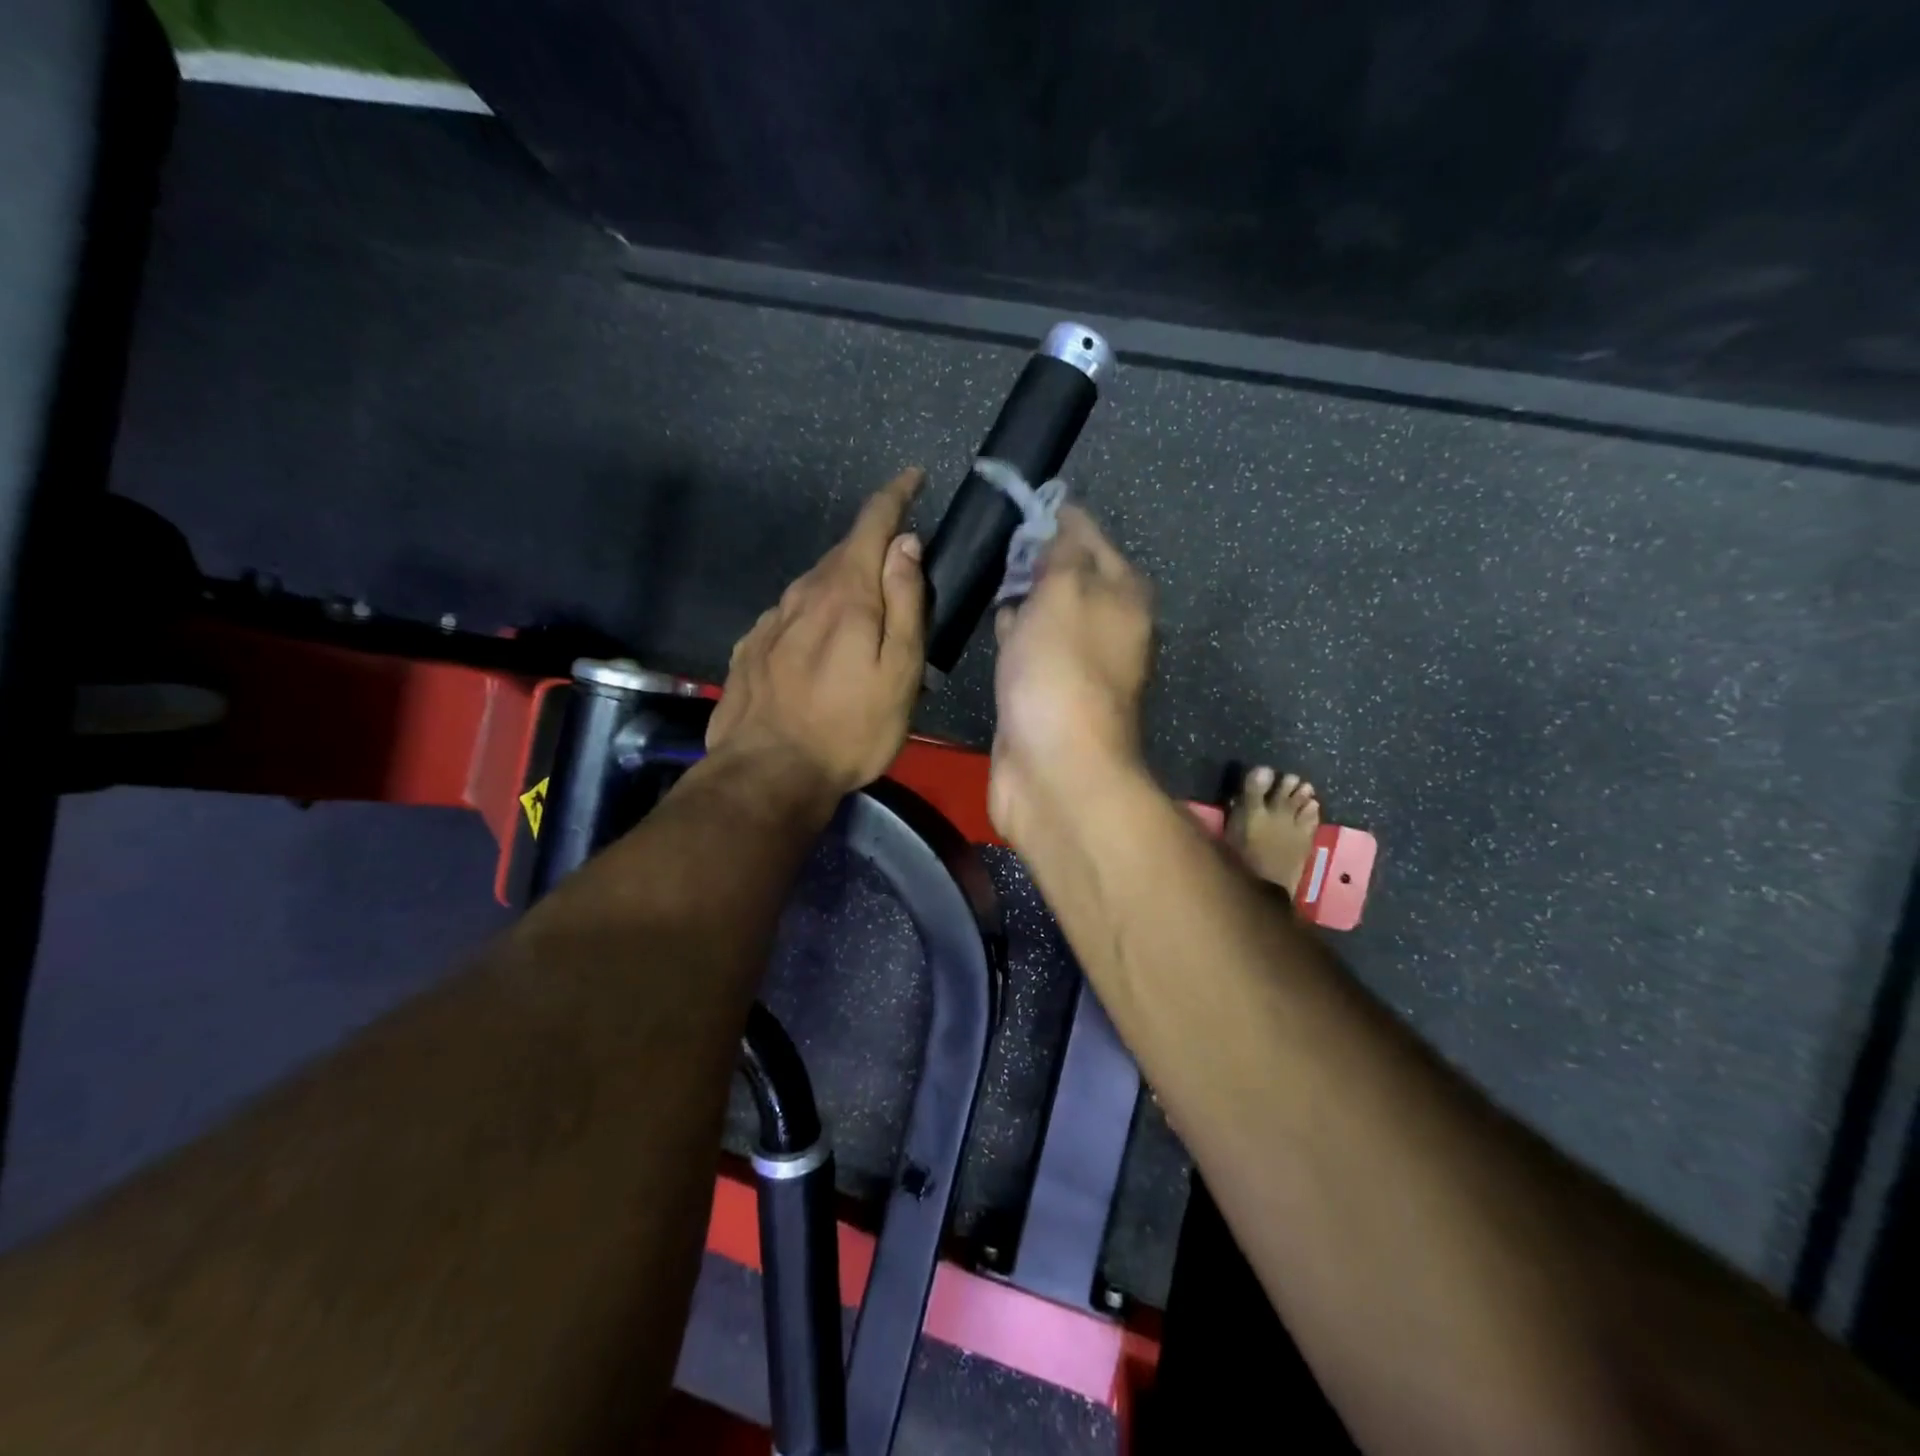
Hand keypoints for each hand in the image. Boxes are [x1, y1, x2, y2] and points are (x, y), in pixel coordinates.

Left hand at [706, 468, 927, 806]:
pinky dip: (812, 617)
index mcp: (845, 593)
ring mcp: (770, 621)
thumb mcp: (898, 671)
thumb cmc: (849, 728)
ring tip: (862, 619)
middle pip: (842, 554)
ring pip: (814, 586)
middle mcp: (802, 594)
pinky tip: (819, 647)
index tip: (913, 477)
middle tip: (900, 575)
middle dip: (872, 550)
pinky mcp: (750, 649)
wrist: (768, 773)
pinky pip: (790, 617)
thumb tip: (905, 544)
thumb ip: (905, 603)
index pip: (872, 524)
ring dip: (842, 587)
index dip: (895, 496)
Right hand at [989, 506, 1154, 848]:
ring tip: (986, 575)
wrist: (1054, 767)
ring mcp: (1077, 664)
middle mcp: (1108, 626)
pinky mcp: (1047, 694)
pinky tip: (992, 627)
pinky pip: (1029, 650)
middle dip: (1035, 558)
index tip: (1013, 505)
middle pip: (1069, 576)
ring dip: (1022, 597)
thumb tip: (1060, 522)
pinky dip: (1013, 636)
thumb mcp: (1065, 591)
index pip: (1089, 536)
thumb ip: (1062, 551)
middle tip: (993, 541)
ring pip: (1047, 614)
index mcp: (1123, 594)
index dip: (1054, 517)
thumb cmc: (1062, 669)